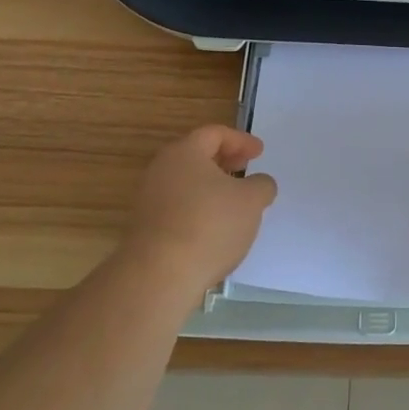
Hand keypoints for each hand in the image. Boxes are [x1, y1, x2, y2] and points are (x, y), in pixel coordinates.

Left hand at [124, 125, 276, 289]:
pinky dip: (199, 208)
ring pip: (186, 183)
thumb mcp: (252, 201)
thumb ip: (262, 185)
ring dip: (211, 187)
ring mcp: (149, 200)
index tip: (259, 153)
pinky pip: (178, 207)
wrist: (159, 275)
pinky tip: (215, 228)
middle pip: (196, 156)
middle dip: (224, 161)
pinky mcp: (146, 228)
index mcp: (184, 153)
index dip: (241, 140)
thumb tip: (259, 184)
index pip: (214, 134)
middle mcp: (161, 170)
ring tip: (234, 202)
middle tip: (245, 169)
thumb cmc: (210, 225)